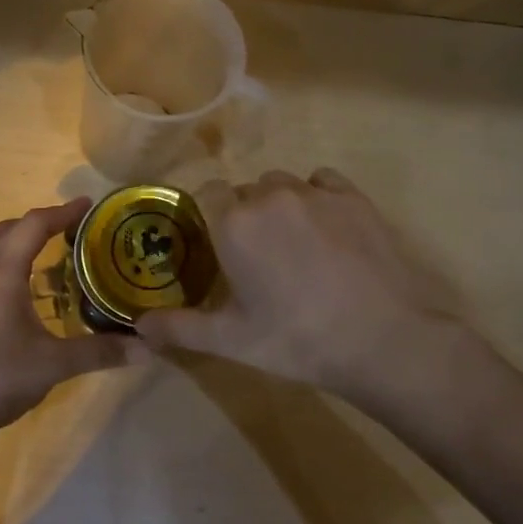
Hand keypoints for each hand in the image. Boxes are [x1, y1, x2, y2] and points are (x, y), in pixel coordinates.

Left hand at [0, 198, 150, 441]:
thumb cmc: (1, 380)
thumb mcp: (56, 364)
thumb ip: (102, 351)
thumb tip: (148, 347)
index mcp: (2, 274)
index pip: (34, 226)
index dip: (62, 212)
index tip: (86, 205)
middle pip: (6, 229)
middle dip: (37, 222)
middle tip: (65, 228)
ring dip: (6, 235)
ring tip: (29, 244)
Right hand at [135, 169, 505, 423]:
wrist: (384, 340)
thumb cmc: (297, 340)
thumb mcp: (231, 341)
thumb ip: (179, 328)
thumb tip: (138, 327)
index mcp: (234, 223)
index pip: (205, 193)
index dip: (208, 216)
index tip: (217, 246)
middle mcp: (269, 196)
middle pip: (244, 191)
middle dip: (244, 216)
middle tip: (258, 258)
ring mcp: (315, 192)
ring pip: (282, 185)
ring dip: (279, 206)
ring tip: (295, 246)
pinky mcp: (353, 197)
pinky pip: (321, 182)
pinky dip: (317, 197)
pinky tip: (327, 230)